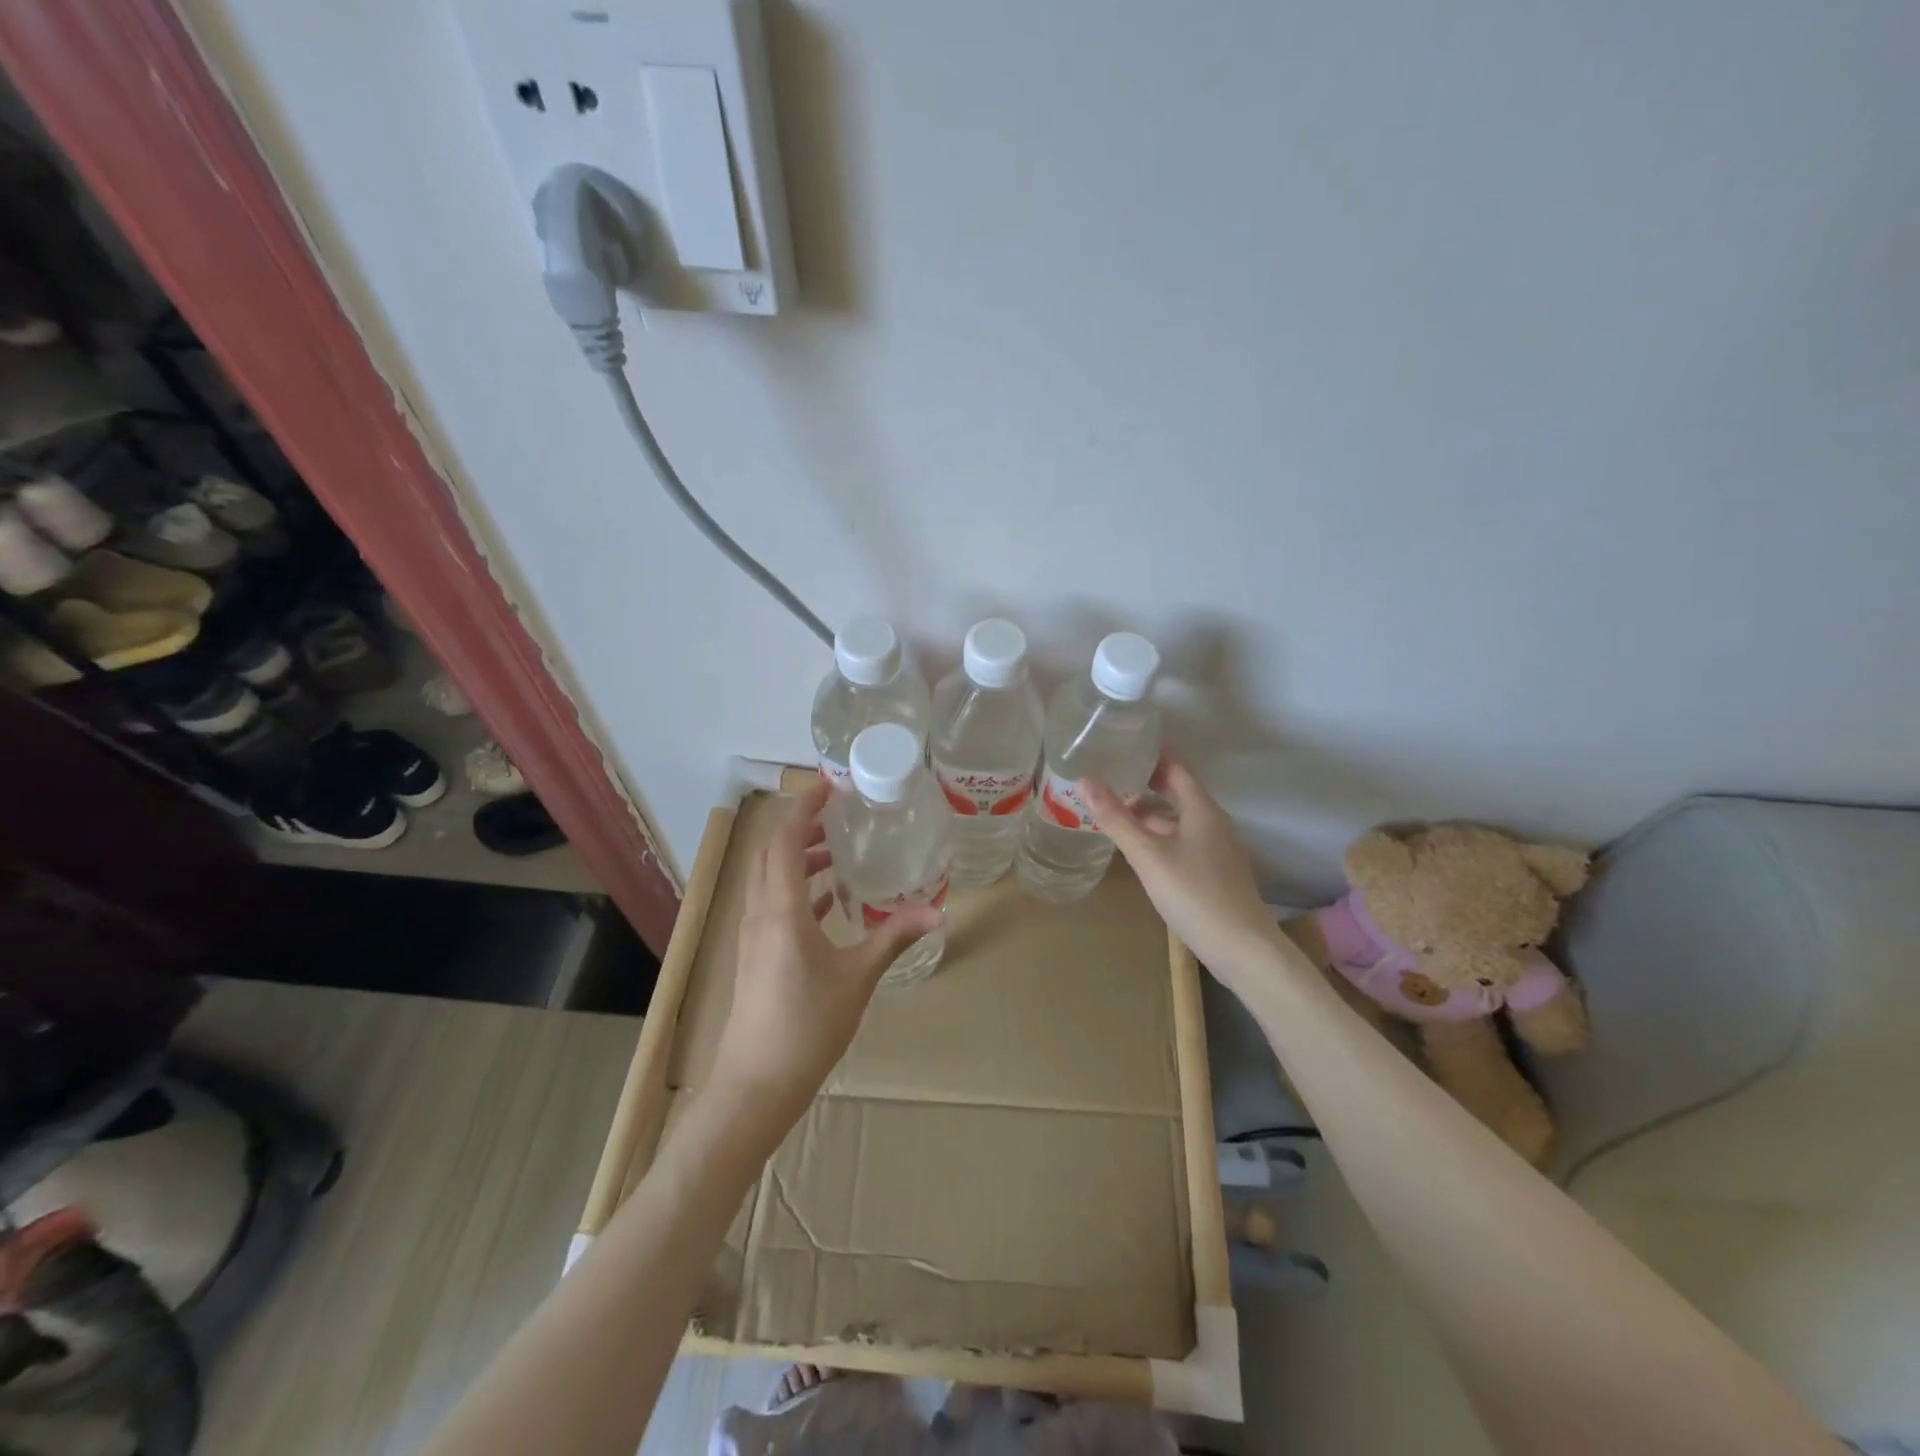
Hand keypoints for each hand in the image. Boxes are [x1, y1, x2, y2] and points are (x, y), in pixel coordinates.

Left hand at [709, 779, 941, 1129]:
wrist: (756, 1084)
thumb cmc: (807, 1026)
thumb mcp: (858, 977)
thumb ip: (894, 936)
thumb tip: (938, 909)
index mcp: (781, 908)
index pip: (786, 840)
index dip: (804, 807)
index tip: (829, 784)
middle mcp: (760, 911)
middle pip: (773, 852)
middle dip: (802, 826)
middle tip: (840, 812)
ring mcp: (753, 932)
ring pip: (771, 877)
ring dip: (800, 857)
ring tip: (841, 851)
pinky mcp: (755, 952)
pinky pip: (774, 902)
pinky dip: (799, 887)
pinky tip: (830, 898)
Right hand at [1081, 754, 1286, 998]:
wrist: (1242, 949)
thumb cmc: (1194, 894)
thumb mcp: (1148, 855)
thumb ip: (1116, 819)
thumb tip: (1085, 781)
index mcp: (1202, 810)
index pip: (1177, 768)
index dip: (1153, 754)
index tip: (1125, 742)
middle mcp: (1214, 823)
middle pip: (1178, 793)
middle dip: (1146, 784)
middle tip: (1111, 776)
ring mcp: (1217, 850)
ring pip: (1179, 820)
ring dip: (1151, 814)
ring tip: (1116, 813)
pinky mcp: (1216, 873)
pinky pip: (1184, 841)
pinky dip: (1160, 836)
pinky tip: (1141, 850)